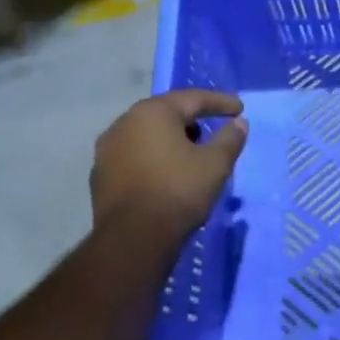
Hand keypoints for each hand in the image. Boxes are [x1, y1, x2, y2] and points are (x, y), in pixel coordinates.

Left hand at [90, 90, 248, 248]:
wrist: (132, 240)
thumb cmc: (178, 191)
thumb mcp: (215, 164)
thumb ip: (230, 138)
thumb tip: (239, 123)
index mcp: (153, 112)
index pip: (193, 99)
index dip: (220, 103)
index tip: (240, 109)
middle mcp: (124, 122)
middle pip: (166, 114)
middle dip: (192, 119)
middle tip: (213, 128)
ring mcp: (107, 149)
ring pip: (147, 134)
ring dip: (170, 139)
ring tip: (190, 154)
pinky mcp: (99, 175)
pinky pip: (133, 156)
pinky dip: (152, 158)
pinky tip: (165, 174)